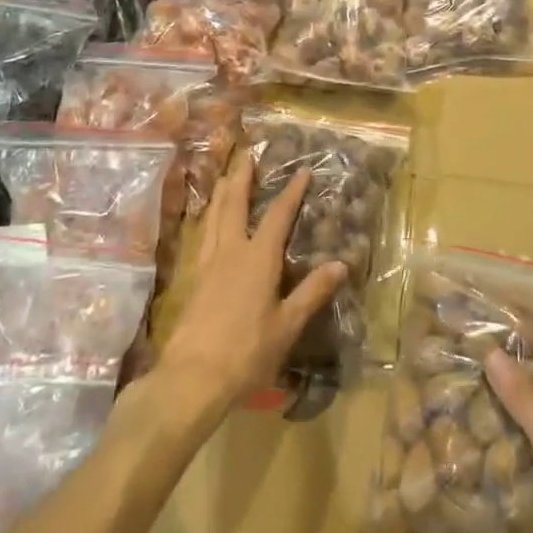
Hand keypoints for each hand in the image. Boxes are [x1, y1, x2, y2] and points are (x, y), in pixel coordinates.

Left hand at [159, 151, 347, 413]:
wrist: (192, 377)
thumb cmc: (247, 351)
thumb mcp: (287, 325)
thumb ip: (312, 292)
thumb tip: (341, 263)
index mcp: (257, 258)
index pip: (277, 215)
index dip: (291, 192)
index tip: (302, 171)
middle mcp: (230, 251)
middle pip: (234, 203)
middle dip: (243, 177)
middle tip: (247, 155)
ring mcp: (207, 263)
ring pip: (213, 216)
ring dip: (222, 192)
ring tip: (226, 176)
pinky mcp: (193, 278)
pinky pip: (203, 234)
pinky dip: (209, 217)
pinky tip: (210, 222)